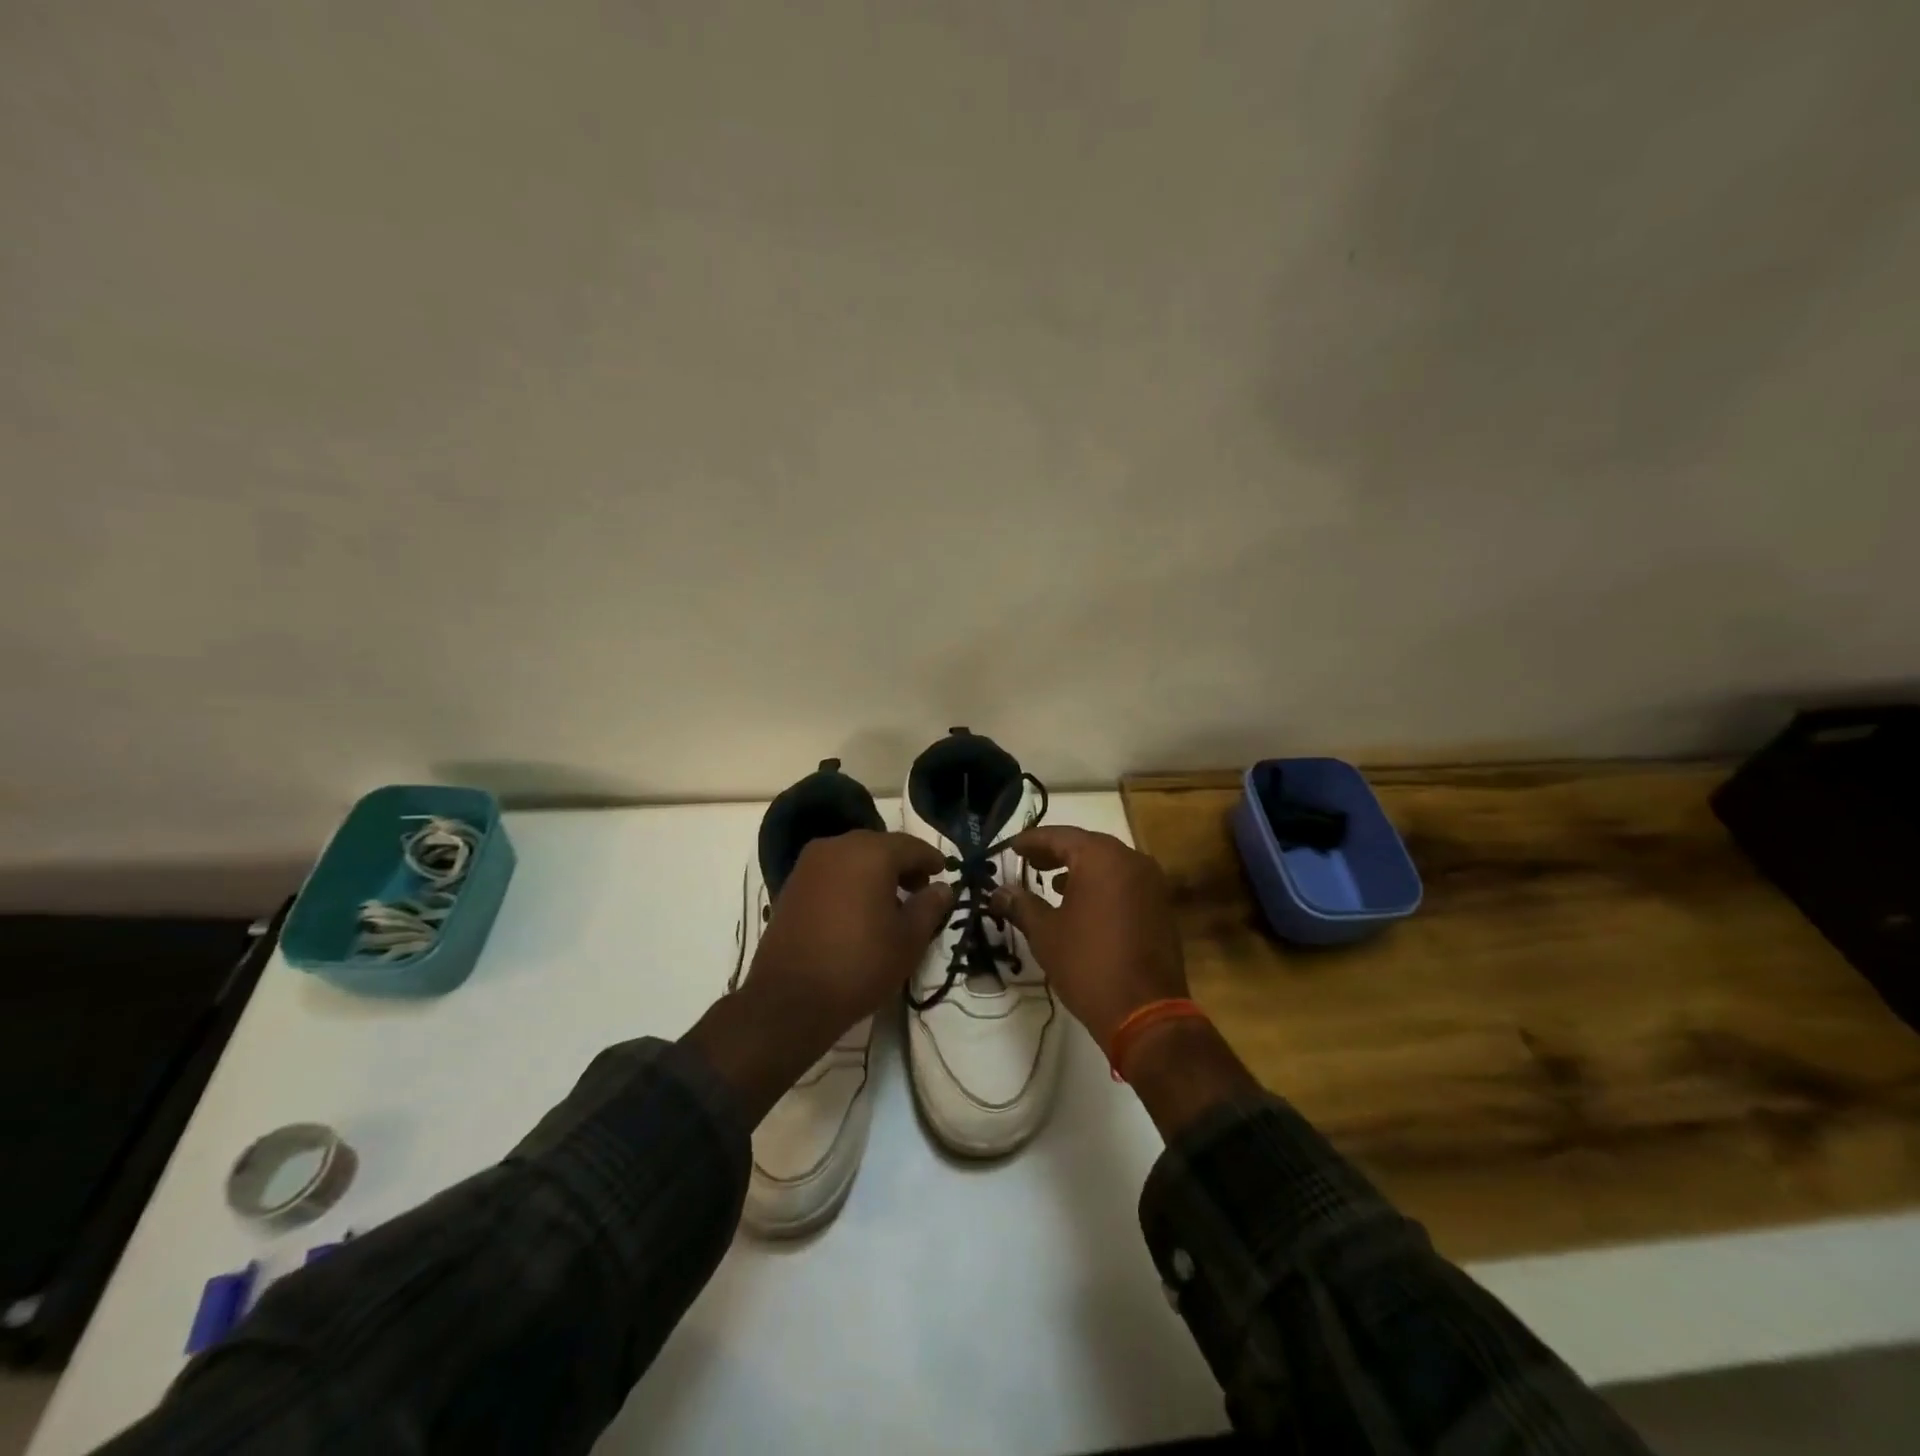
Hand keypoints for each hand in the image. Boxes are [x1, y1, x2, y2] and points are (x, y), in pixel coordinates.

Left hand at [686, 830, 951, 1123]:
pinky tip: (858, 909)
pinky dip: (850, 881)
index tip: (944, 874)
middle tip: (919, 890)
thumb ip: (930, 906)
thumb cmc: (859, 964)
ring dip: (875, 872)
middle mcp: (837, 846)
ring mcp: (809, 864)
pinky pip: (831, 872)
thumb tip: (943, 888)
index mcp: (870, 853)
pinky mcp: (791, 884)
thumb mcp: (908, 940)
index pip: (911, 846)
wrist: (790, 999)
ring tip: (889, 903)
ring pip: (853, 857)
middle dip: (902, 864)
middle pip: (880, 846)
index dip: (931, 859)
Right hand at [989, 826, 1187, 1051]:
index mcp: (1101, 858)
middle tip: (1028, 861)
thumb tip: (999, 892)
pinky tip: (1082, 903)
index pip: (1060, 836)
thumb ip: (1021, 904)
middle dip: (1055, 851)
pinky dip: (1101, 884)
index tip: (1011, 847)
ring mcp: (1151, 882)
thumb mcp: (1045, 932)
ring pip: (1108, 863)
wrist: (1145, 1011)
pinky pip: (1124, 882)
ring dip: (1079, 868)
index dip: (1031, 841)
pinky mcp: (1160, 905)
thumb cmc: (1088, 964)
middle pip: (1087, 845)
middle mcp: (1131, 860)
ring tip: (1051, 882)